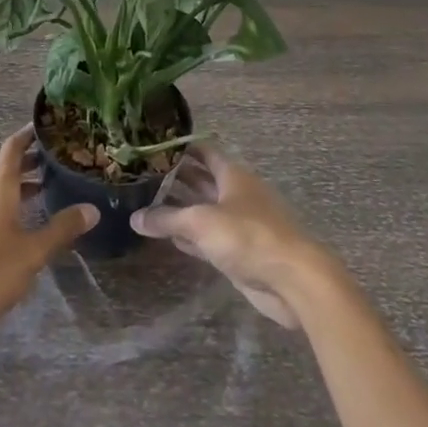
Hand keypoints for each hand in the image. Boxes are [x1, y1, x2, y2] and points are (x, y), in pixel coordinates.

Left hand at [0, 129, 97, 345]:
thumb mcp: (32, 253)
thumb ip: (61, 229)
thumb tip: (92, 208)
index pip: (13, 148)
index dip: (29, 135)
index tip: (48, 128)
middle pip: (4, 167)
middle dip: (29, 162)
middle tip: (57, 162)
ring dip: (18, 185)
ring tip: (44, 191)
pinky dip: (5, 202)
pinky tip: (17, 224)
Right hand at [130, 144, 334, 328]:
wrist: (293, 280)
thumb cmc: (248, 236)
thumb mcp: (201, 222)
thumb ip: (166, 219)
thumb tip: (134, 218)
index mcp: (232, 175)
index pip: (203, 151)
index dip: (180, 147)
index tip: (152, 146)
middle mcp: (236, 193)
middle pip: (202, 180)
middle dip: (175, 178)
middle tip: (141, 175)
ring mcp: (239, 223)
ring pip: (204, 209)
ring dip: (179, 208)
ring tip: (146, 203)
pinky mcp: (239, 251)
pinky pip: (208, 237)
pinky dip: (190, 235)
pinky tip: (169, 237)